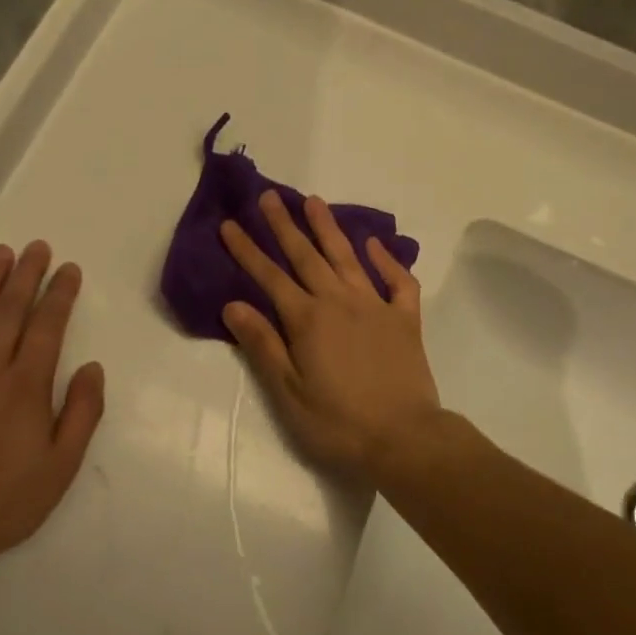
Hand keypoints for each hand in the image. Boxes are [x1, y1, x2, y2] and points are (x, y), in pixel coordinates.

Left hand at [0, 241, 104, 569]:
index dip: (60, 293)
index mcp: (26, 384)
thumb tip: (93, 368)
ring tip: (1, 253)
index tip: (68, 270)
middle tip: (37, 247)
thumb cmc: (3, 500)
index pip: (47, 325)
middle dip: (26, 274)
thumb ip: (82, 413)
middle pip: (9, 309)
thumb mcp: (62, 467)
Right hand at [219, 191, 440, 478]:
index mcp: (308, 320)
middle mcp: (339, 302)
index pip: (270, 277)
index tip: (230, 224)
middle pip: (306, 256)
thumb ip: (263, 345)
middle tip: (270, 196)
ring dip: (328, 228)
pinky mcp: (405, 319)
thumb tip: (233, 305)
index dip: (248, 250)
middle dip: (284, 225)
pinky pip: (398, 280)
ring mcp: (375, 306)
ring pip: (347, 257)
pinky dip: (386, 259)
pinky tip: (373, 244)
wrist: (405, 439)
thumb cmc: (338, 423)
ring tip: (314, 201)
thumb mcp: (289, 392)